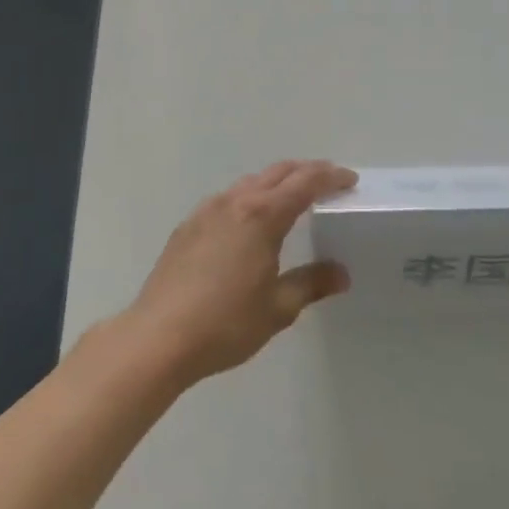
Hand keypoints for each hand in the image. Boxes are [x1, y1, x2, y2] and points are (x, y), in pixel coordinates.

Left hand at [118, 160, 355, 388]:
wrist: (158, 337)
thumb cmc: (226, 323)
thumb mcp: (278, 308)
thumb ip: (310, 283)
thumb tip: (340, 274)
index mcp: (263, 215)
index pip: (305, 182)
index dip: (330, 177)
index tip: (349, 180)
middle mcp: (236, 201)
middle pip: (278, 172)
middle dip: (306, 172)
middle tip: (328, 183)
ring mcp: (207, 210)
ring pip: (250, 182)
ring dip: (276, 183)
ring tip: (292, 199)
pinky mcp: (188, 226)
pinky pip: (228, 199)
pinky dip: (249, 198)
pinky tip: (249, 223)